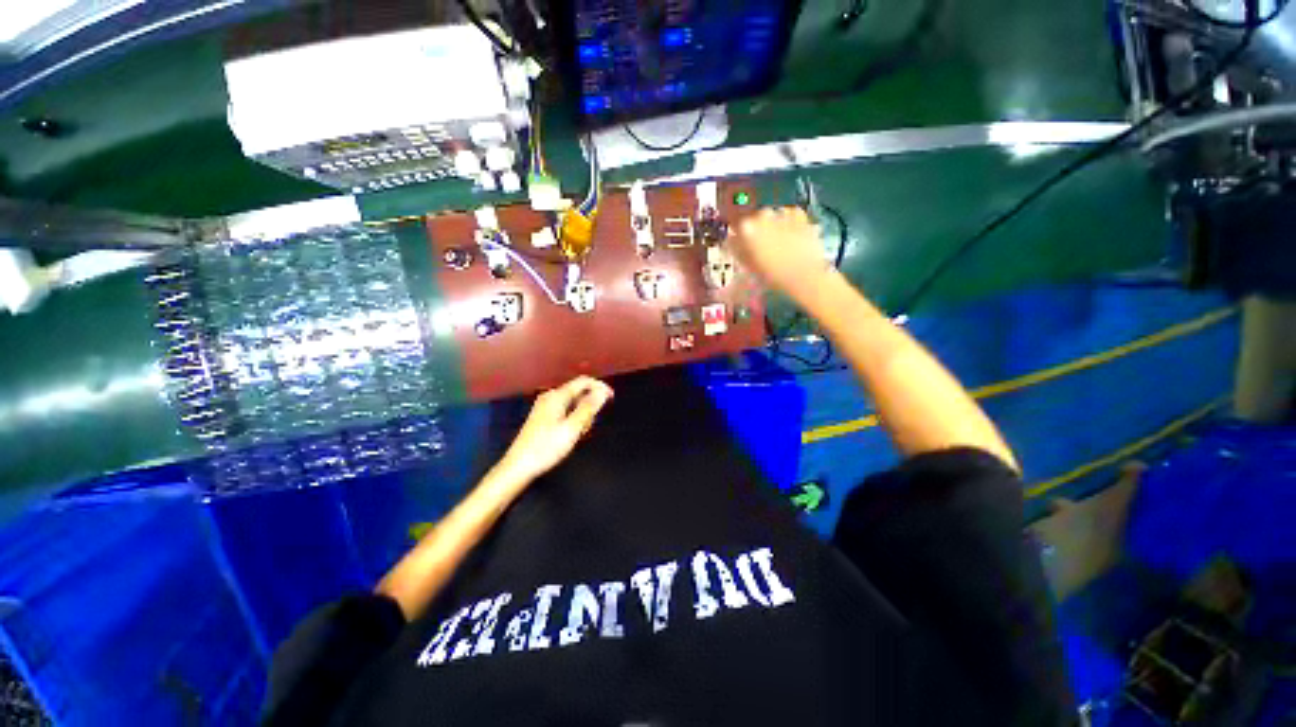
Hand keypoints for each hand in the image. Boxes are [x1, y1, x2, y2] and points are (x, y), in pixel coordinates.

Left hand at [494, 376, 613, 486]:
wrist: (519, 466)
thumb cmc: (546, 447)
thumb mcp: (572, 428)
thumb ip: (589, 408)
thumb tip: (602, 392)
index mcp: (557, 396)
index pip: (583, 381)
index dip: (600, 386)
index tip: (611, 398)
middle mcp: (550, 397)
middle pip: (578, 392)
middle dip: (590, 405)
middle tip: (590, 426)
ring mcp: (545, 406)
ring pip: (572, 403)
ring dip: (582, 414)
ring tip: (580, 433)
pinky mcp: (543, 417)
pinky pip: (565, 410)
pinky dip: (573, 418)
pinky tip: (571, 434)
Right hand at [731, 207, 831, 301]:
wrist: (805, 275)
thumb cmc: (773, 275)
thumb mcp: (749, 266)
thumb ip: (738, 250)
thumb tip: (731, 242)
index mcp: (747, 228)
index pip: (737, 226)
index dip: (738, 236)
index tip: (741, 245)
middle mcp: (763, 215)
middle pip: (755, 219)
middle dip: (756, 230)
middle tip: (760, 246)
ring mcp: (782, 213)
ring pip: (772, 215)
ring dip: (772, 225)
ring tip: (777, 243)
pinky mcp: (799, 215)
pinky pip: (789, 214)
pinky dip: (788, 221)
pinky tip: (790, 234)